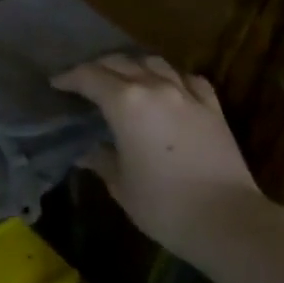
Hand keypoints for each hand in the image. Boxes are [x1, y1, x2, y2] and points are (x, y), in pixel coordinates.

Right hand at [52, 54, 269, 261]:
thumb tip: (86, 151)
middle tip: (84, 81)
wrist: (227, 219)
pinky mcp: (213, 107)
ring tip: (124, 78)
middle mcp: (155, 88)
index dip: (69, 78)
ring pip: (155, 63)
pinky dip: (171, 77)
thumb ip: (101, 160)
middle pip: (120, 62)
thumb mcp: (121, 184)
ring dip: (134, 66)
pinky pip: (187, 79)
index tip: (56, 84)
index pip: (89, 77)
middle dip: (98, 68)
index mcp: (125, 103)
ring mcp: (187, 94)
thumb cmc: (163, 205)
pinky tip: (168, 87)